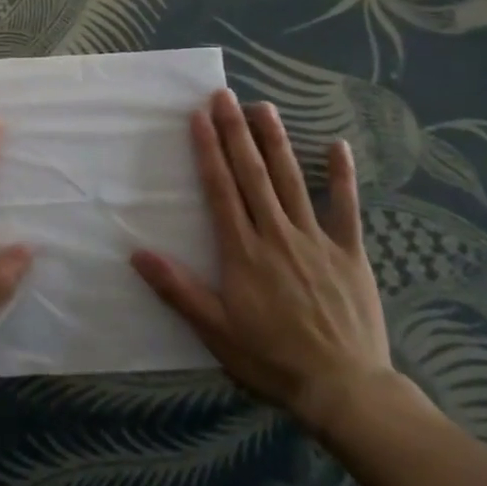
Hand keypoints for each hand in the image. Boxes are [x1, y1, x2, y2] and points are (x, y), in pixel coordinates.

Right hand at [130, 88, 399, 434]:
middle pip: (252, 174)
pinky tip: (337, 145)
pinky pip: (346, 207)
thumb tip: (137, 253)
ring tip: (263, 107)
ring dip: (276, 142)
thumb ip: (178, 289)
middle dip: (236, 132)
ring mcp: (316, 239)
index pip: (220, 189)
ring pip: (292, 180)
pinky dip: (342, 176)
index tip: (198, 117)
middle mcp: (276, 234)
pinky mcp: (349, 252)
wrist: (345, 389)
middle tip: (225, 96)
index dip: (208, 150)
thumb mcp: (216, 330)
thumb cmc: (272, 359)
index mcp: (243, 251)